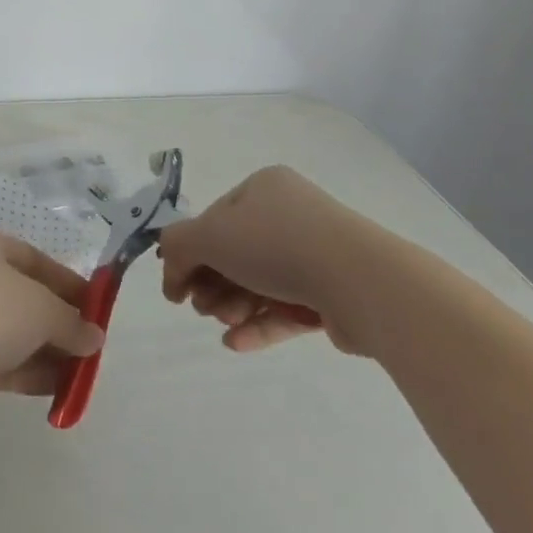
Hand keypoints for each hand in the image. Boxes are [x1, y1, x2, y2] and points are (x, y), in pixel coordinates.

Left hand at [0, 220, 105, 400]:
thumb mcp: (42, 310)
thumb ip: (71, 322)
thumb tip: (94, 337)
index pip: (31, 257)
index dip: (68, 283)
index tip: (95, 308)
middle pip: (18, 293)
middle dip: (55, 321)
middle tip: (87, 345)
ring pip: (4, 328)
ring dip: (42, 350)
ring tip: (78, 375)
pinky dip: (21, 368)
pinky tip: (54, 389)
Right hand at [159, 165, 378, 354]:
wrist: (361, 282)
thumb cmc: (276, 244)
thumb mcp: (209, 235)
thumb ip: (177, 246)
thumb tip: (171, 271)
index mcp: (263, 189)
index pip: (215, 219)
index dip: (191, 252)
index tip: (177, 287)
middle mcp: (291, 215)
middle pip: (236, 253)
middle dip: (212, 283)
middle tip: (200, 308)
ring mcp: (317, 255)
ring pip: (260, 282)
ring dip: (233, 305)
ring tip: (222, 325)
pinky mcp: (334, 295)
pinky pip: (287, 308)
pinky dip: (259, 324)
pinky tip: (235, 343)